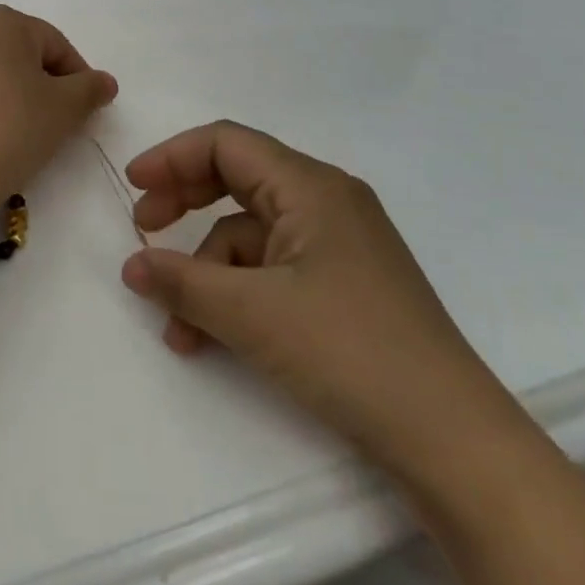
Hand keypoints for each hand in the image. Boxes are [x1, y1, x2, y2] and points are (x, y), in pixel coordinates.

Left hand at [0, 6, 117, 209]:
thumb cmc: (12, 129)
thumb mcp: (65, 109)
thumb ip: (90, 88)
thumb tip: (104, 82)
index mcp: (1, 21)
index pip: (55, 45)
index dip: (77, 77)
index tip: (85, 110)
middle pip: (20, 53)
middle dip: (41, 83)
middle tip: (56, 121)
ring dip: (9, 93)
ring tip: (21, 132)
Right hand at [120, 122, 518, 485]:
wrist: (453, 441)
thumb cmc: (348, 352)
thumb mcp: (252, 313)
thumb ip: (182, 281)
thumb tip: (132, 264)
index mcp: (310, 186)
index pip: (227, 144)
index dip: (173, 157)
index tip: (133, 185)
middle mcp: (326, 202)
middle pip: (237, 179)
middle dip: (184, 202)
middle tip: (143, 228)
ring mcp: (338, 245)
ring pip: (251, 234)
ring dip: (207, 270)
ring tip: (176, 322)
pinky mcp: (343, 285)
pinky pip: (273, 269)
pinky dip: (237, 294)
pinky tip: (211, 338)